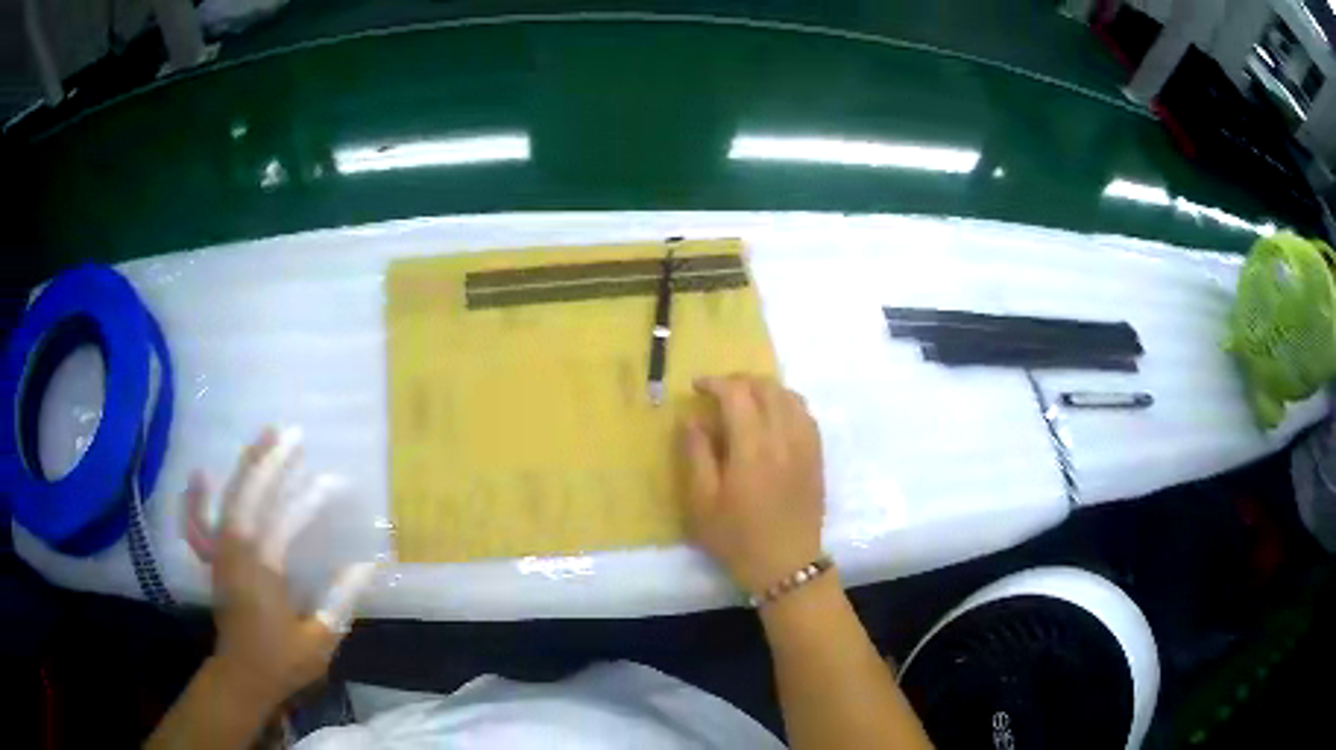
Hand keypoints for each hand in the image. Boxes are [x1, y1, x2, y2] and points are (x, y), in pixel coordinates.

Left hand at [183, 428, 374, 707]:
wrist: (242, 677)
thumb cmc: (282, 662)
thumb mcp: (320, 640)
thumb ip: (340, 600)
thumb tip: (367, 565)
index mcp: (263, 572)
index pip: (287, 523)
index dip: (311, 499)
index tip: (336, 482)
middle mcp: (237, 553)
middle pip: (250, 496)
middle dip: (271, 462)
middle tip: (293, 435)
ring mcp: (221, 553)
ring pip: (229, 498)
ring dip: (246, 466)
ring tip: (265, 436)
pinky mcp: (215, 558)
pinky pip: (200, 520)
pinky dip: (198, 496)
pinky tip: (202, 474)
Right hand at [678, 375, 825, 593]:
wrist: (787, 565)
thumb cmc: (737, 538)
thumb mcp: (702, 503)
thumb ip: (696, 455)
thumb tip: (694, 419)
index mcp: (752, 448)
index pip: (737, 394)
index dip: (715, 383)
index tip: (697, 387)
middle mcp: (784, 438)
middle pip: (767, 387)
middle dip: (740, 381)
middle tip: (719, 392)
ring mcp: (806, 445)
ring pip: (790, 396)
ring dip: (765, 389)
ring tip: (746, 401)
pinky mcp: (817, 456)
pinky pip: (806, 414)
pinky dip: (787, 404)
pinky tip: (774, 418)